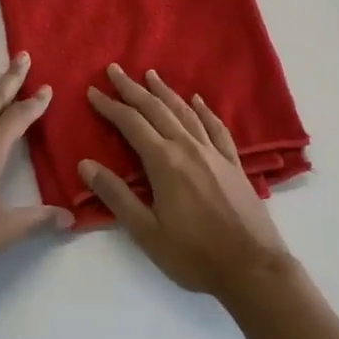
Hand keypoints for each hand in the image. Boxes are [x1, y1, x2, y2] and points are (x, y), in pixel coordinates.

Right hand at [80, 64, 296, 298]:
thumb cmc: (194, 255)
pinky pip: (216, 128)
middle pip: (156, 109)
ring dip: (165, 92)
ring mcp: (214, 154)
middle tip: (115, 69)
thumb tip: (85, 164)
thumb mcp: (146, 232)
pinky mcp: (234, 164)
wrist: (253, 269)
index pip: (131, 124)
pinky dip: (204, 111)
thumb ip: (116, 195)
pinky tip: (198, 101)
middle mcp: (188, 148)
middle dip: (133, 88)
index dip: (110, 106)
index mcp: (164, 162)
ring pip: (185, 112)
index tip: (93, 91)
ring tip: (150, 75)